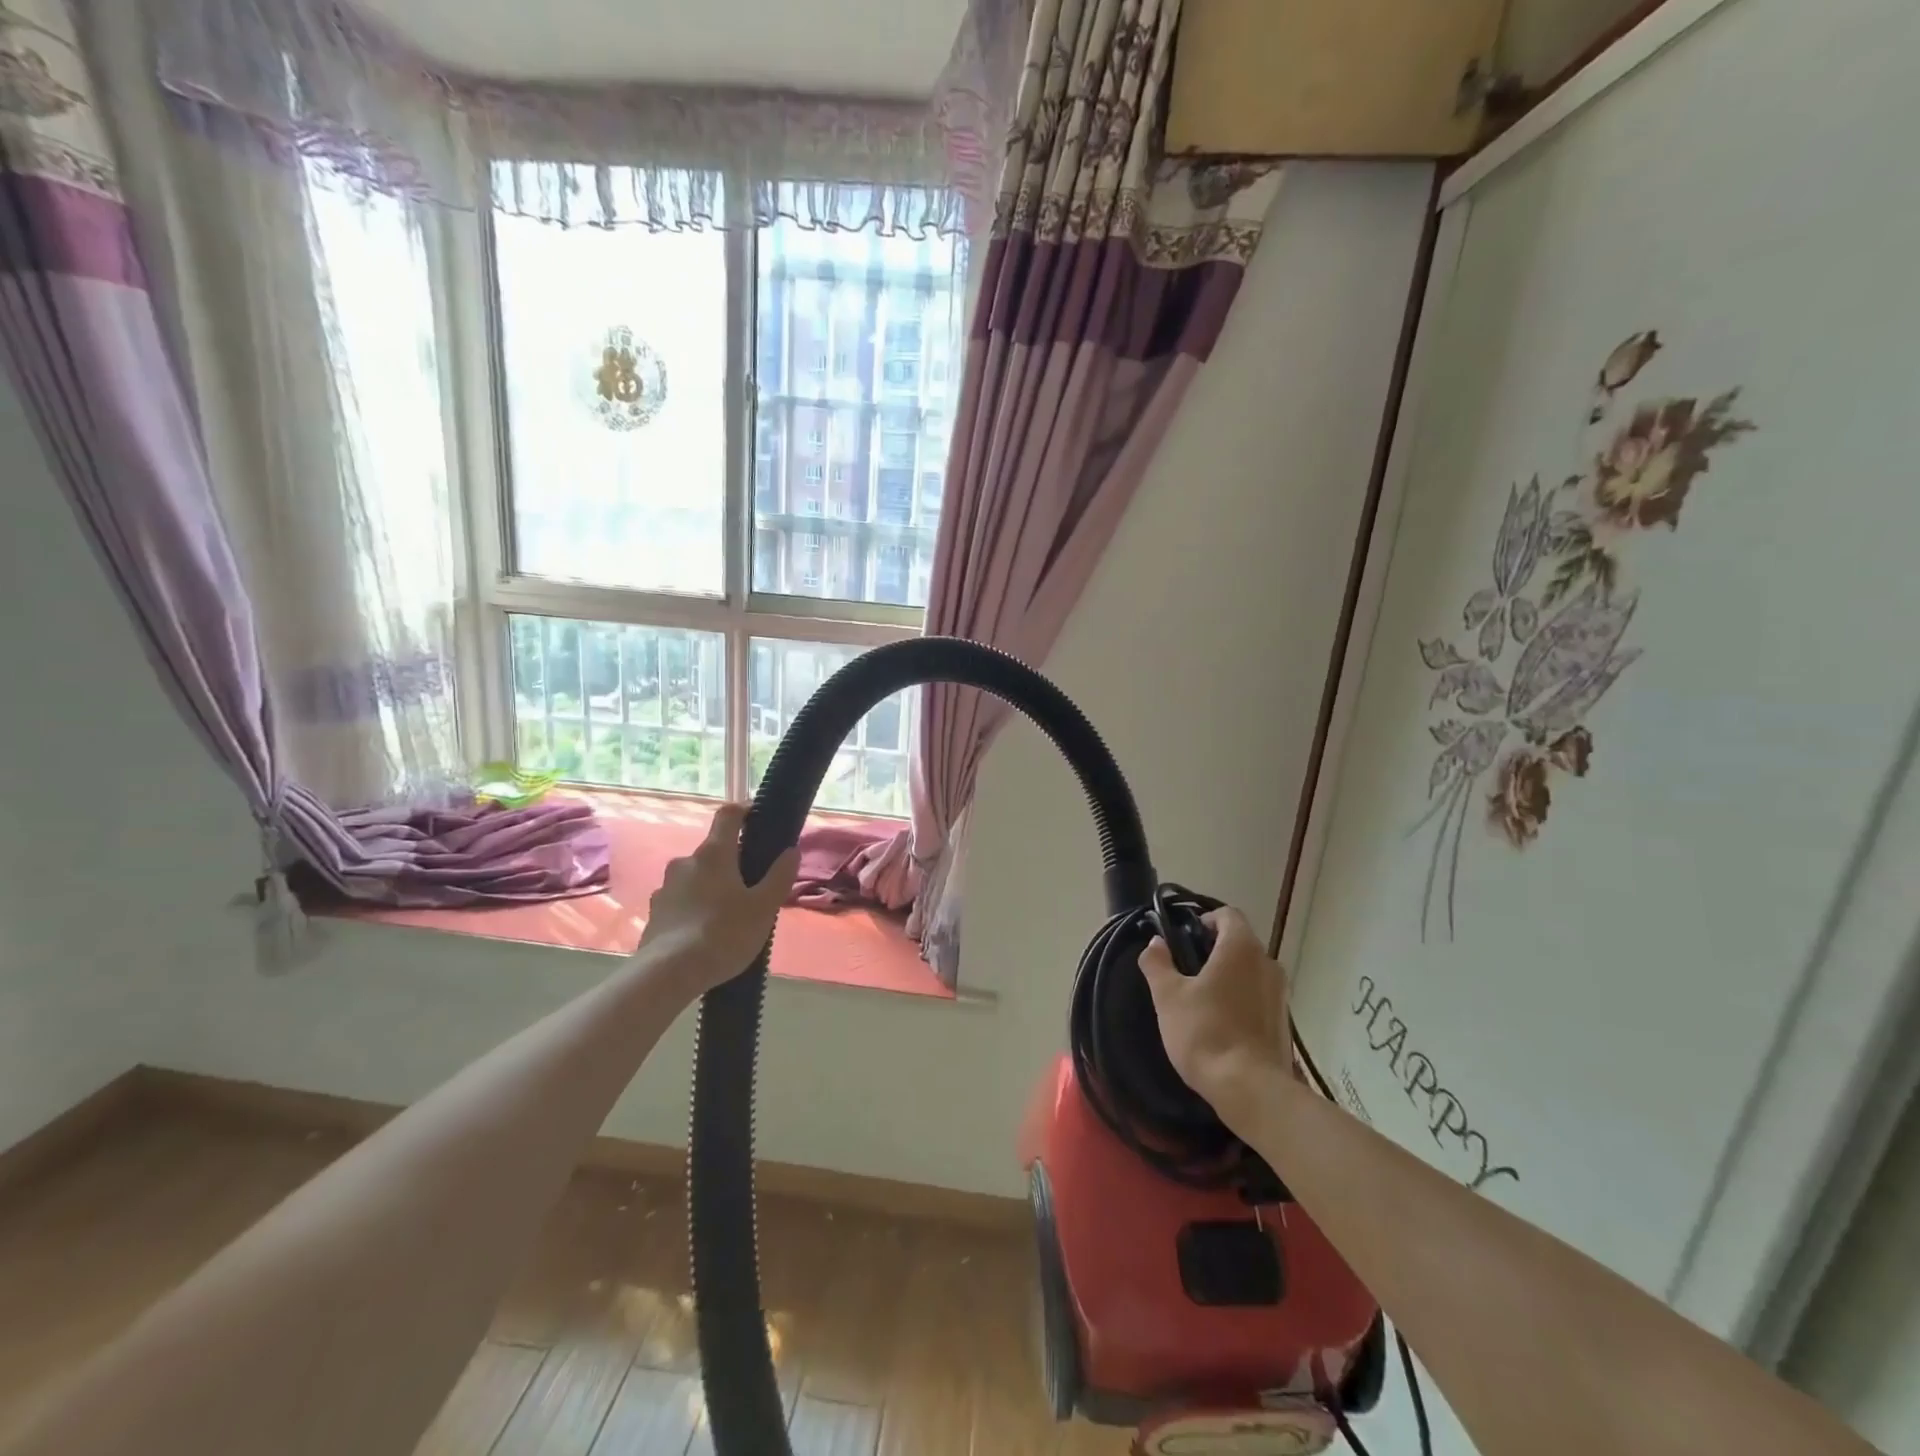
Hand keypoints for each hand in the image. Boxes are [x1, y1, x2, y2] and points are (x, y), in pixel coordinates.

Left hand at [637, 804, 799, 995]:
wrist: (668, 974)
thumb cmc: (724, 933)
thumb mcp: (764, 907)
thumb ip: (779, 876)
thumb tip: (791, 851)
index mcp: (714, 854)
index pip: (728, 814)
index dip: (744, 811)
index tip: (758, 820)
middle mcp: (685, 862)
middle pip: (713, 851)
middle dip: (732, 863)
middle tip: (751, 888)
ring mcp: (665, 888)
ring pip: (696, 878)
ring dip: (711, 887)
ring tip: (727, 916)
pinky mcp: (654, 913)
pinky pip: (680, 901)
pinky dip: (694, 908)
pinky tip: (704, 934)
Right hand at [1138, 906, 1292, 1124]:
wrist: (1251, 1089)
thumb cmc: (1205, 1032)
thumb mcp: (1168, 996)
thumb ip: (1158, 963)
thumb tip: (1156, 942)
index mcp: (1241, 948)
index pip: (1228, 915)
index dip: (1205, 920)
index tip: (1184, 938)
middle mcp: (1268, 963)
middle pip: (1241, 942)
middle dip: (1215, 949)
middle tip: (1186, 969)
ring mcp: (1281, 994)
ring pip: (1251, 970)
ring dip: (1229, 975)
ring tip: (1201, 998)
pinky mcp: (1284, 1022)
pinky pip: (1260, 996)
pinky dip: (1241, 998)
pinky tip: (1221, 1022)